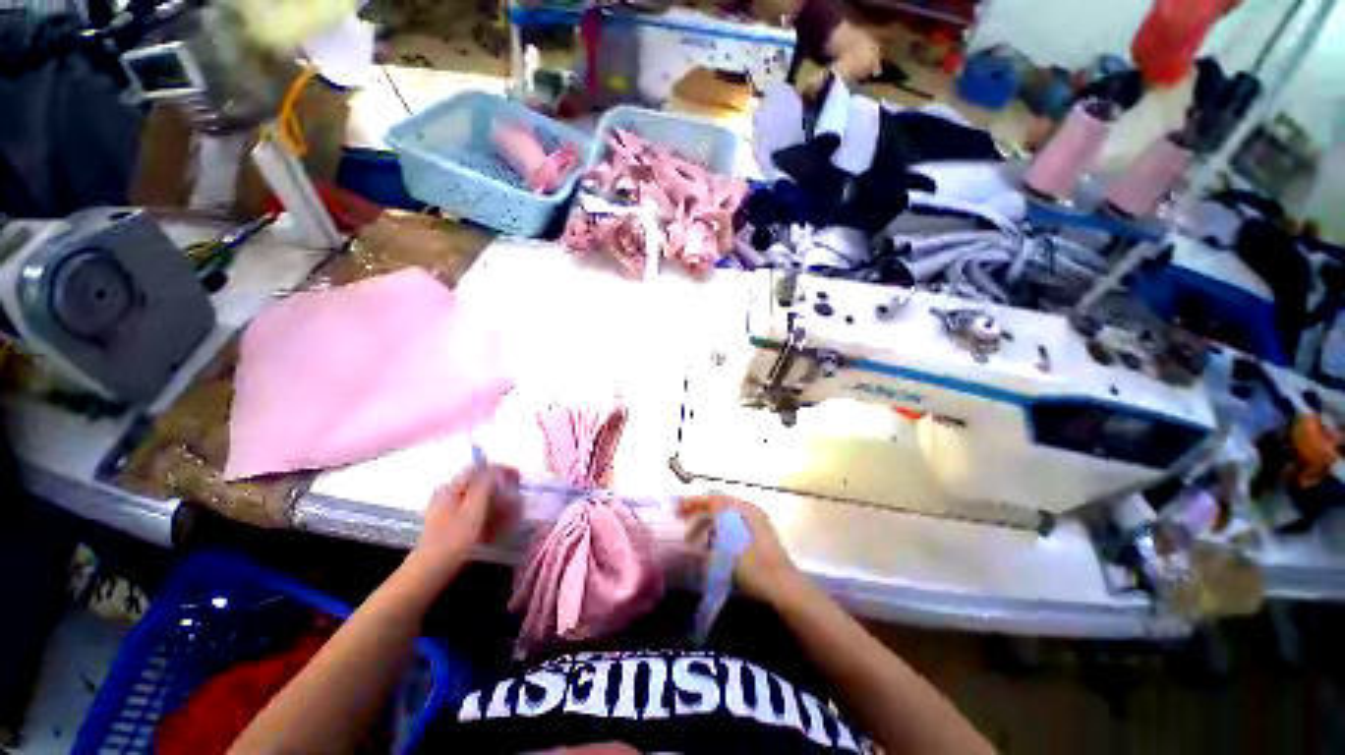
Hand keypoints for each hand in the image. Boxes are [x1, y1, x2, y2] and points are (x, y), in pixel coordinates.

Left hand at [411, 464, 520, 578]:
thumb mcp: (474, 508)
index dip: (500, 470)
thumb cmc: (454, 538)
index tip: (518, 478)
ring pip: (477, 497)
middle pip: (478, 482)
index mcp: (451, 487)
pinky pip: (472, 509)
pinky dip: (486, 512)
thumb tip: (496, 468)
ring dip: (495, 501)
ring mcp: (446, 508)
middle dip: (499, 488)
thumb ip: (485, 484)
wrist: (431, 569)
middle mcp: (447, 493)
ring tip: (510, 512)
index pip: (479, 468)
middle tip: (516, 498)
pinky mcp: (448, 521)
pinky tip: (496, 524)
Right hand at [678, 495, 801, 604]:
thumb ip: (717, 522)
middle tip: (682, 521)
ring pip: (725, 517)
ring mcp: (755, 526)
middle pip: (720, 505)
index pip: (716, 498)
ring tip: (693, 537)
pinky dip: (717, 532)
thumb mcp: (732, 544)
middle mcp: (751, 512)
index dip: (695, 501)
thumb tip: (702, 509)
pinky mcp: (756, 540)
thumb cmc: (757, 569)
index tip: (678, 509)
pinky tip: (710, 546)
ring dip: (708, 523)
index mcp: (747, 510)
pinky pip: (731, 527)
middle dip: (700, 511)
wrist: (786, 592)